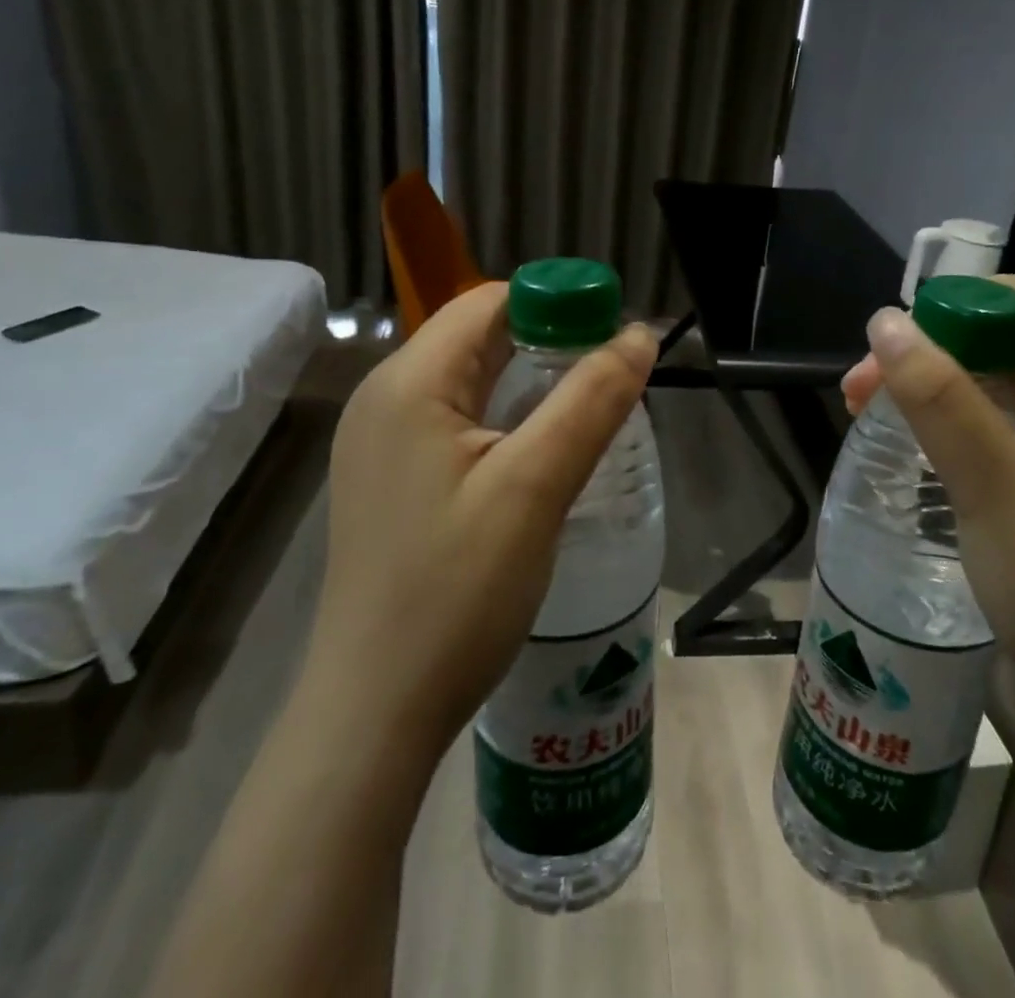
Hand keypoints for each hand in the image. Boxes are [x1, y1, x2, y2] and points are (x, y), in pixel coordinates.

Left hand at [307, 282, 657, 767]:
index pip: (489, 302)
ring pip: (470, 381)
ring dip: (531, 382)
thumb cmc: (455, 592)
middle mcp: (386, 398)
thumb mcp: (534, 487)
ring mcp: (383, 442)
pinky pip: (457, 421)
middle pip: (478, 338)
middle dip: (549, 344)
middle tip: (612, 377)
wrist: (375, 711)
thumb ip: (591, 400)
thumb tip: (639, 334)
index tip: (613, 335)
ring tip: (589, 410)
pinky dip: (506, 418)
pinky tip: (542, 452)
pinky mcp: (392, 479)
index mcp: (409, 382)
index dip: (556, 304)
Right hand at [846, 276, 1014, 753]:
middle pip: (1008, 345)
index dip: (958, 305)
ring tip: (868, 415)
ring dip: (936, 391)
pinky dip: (957, 428)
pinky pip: (1008, 433)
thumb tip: (885, 320)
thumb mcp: (992, 485)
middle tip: (860, 389)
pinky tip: (916, 450)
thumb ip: (938, 396)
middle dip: (932, 352)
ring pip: (1002, 390)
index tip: (893, 339)